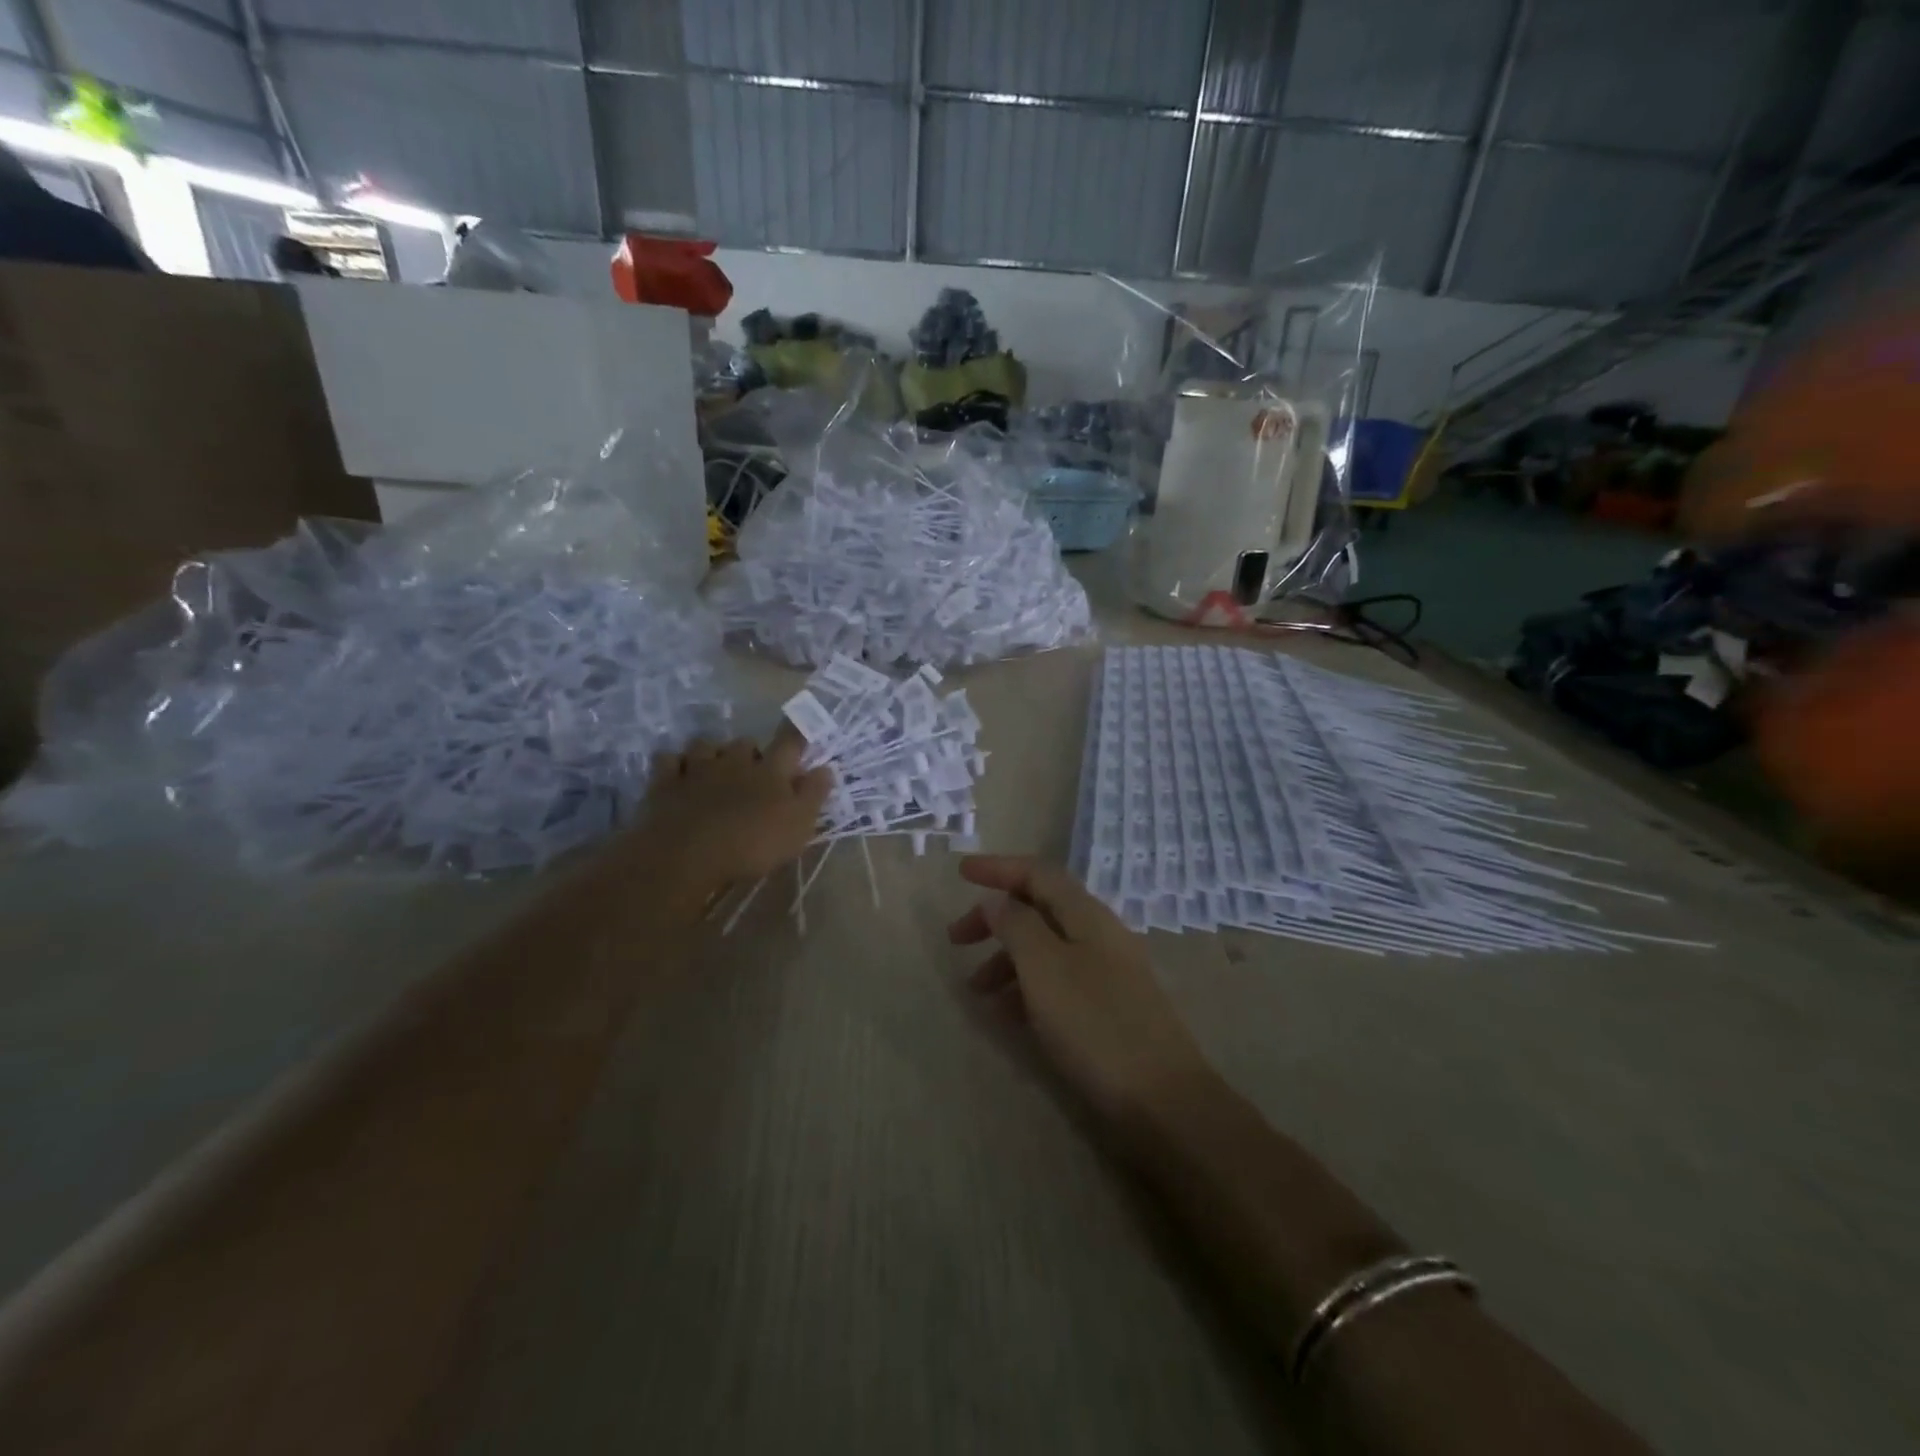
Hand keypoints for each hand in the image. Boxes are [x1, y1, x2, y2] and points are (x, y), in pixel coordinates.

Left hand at [631, 731, 832, 898]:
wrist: (688, 854)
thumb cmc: (752, 843)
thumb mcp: (798, 826)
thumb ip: (813, 795)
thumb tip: (825, 768)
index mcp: (770, 771)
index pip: (790, 743)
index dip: (797, 734)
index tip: (801, 729)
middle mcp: (735, 761)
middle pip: (746, 742)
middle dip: (752, 752)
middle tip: (754, 771)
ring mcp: (698, 768)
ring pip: (706, 745)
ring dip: (712, 752)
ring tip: (714, 767)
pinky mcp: (666, 782)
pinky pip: (668, 759)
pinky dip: (674, 762)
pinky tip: (677, 772)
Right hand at [948, 856, 1210, 1124]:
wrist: (1163, 1101)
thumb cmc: (1096, 1025)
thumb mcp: (1045, 968)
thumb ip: (1017, 926)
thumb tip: (997, 900)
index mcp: (1086, 915)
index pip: (1038, 873)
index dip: (998, 867)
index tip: (960, 872)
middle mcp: (1099, 935)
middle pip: (1039, 909)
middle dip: (995, 918)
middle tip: (956, 939)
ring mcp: (1108, 972)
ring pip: (1046, 948)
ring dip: (1006, 959)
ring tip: (976, 992)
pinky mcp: (1108, 1008)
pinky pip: (1057, 982)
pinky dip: (1026, 988)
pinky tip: (1007, 1016)